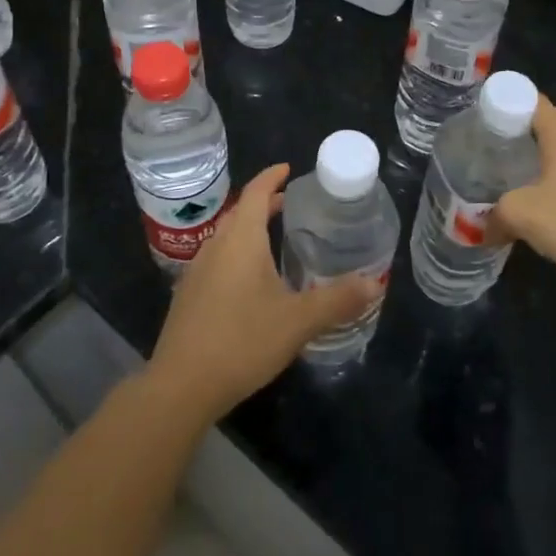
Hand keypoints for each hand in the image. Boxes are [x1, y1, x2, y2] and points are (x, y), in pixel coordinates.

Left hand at [147, 164, 383, 425]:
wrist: (181, 386)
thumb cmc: (242, 341)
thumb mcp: (298, 321)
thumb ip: (337, 300)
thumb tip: (374, 284)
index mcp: (240, 240)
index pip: (255, 193)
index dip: (271, 177)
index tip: (288, 169)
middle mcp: (215, 247)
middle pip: (239, 213)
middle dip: (263, 204)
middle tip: (290, 204)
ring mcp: (197, 272)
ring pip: (226, 238)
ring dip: (249, 230)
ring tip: (275, 239)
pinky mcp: (189, 297)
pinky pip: (217, 261)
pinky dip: (237, 255)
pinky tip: (250, 282)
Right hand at [487, 97, 555, 285]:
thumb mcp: (520, 213)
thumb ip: (495, 214)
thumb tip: (483, 229)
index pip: (532, 100)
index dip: (505, 102)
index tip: (483, 118)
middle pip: (545, 124)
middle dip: (517, 132)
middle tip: (489, 145)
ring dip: (535, 158)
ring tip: (507, 172)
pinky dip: (550, 180)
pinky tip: (536, 200)